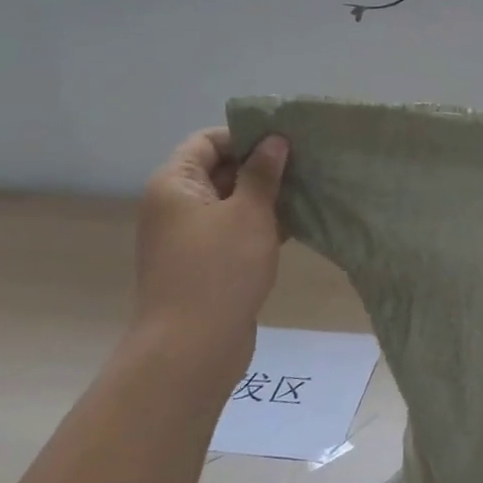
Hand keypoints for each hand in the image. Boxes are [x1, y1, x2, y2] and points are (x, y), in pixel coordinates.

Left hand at [134, 129, 288, 365]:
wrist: (192, 346)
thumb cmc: (220, 269)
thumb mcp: (249, 213)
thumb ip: (262, 174)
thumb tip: (274, 141)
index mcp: (174, 184)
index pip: (208, 141)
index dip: (246, 136)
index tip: (286, 142)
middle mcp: (175, 206)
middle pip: (219, 170)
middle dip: (261, 166)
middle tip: (306, 165)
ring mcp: (188, 238)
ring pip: (230, 203)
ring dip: (265, 198)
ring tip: (308, 192)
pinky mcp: (204, 264)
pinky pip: (233, 232)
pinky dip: (260, 226)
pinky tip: (296, 226)